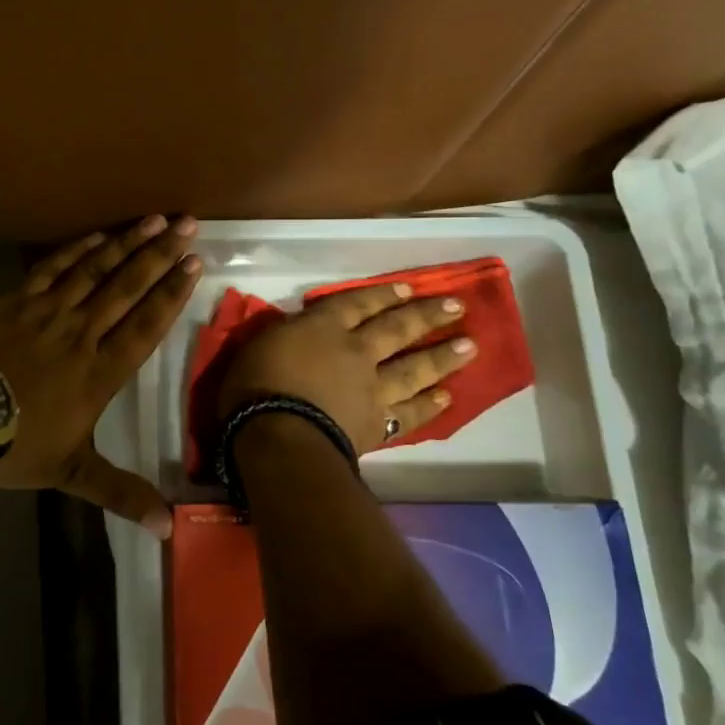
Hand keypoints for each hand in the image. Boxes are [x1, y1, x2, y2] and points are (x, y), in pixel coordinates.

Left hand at [0, 216, 202, 535]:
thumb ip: (121, 492)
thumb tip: (168, 527)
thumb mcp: (72, 474)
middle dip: (160, 254)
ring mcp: (48, 312)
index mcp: (100, 372)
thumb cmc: (17, 446)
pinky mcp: (18, 301)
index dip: (172, 293)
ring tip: (153, 219)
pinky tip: (98, 235)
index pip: (146, 325)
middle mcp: (82, 334)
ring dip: (126, 243)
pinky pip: (53, 268)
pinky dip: (77, 249)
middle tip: (187, 225)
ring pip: (95, 271)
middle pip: (128, 287)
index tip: (194, 264)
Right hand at [216, 281, 476, 454]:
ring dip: (442, 357)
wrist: (279, 435)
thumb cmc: (255, 385)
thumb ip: (288, 335)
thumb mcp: (261, 344)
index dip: (382, 295)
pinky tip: (447, 398)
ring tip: (470, 347)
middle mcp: (356, 352)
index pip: (357, 303)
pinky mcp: (378, 424)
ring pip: (414, 369)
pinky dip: (428, 406)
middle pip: (397, 329)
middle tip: (456, 307)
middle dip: (426, 316)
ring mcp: (371, 389)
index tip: (407, 288)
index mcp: (323, 327)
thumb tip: (301, 331)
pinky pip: (409, 413)